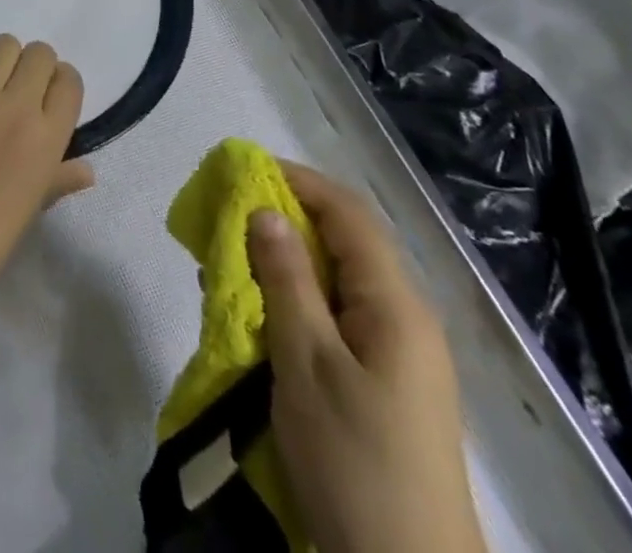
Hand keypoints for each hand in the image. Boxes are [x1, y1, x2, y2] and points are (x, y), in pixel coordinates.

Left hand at [0, 36, 94, 310]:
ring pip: (3, 44)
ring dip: (1, 58)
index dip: (59, 84)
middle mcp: (18, 104)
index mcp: (48, 137)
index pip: (69, 81)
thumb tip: (87, 170)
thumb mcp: (32, 207)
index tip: (47, 96)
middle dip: (33, 66)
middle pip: (39, 54)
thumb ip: (60, 178)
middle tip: (17, 86)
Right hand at [248, 164, 485, 552]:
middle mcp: (404, 316)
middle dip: (284, 220)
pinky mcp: (387, 382)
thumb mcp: (307, 363)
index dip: (296, 180)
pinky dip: (298, 300)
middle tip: (227, 222)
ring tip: (233, 268)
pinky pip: (339, 316)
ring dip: (286, 262)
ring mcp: (400, 352)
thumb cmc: (354, 460)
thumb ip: (286, 279)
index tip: (241, 171)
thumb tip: (264, 208)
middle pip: (344, 241)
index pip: (346, 212)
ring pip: (337, 280)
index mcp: (395, 303)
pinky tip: (262, 316)